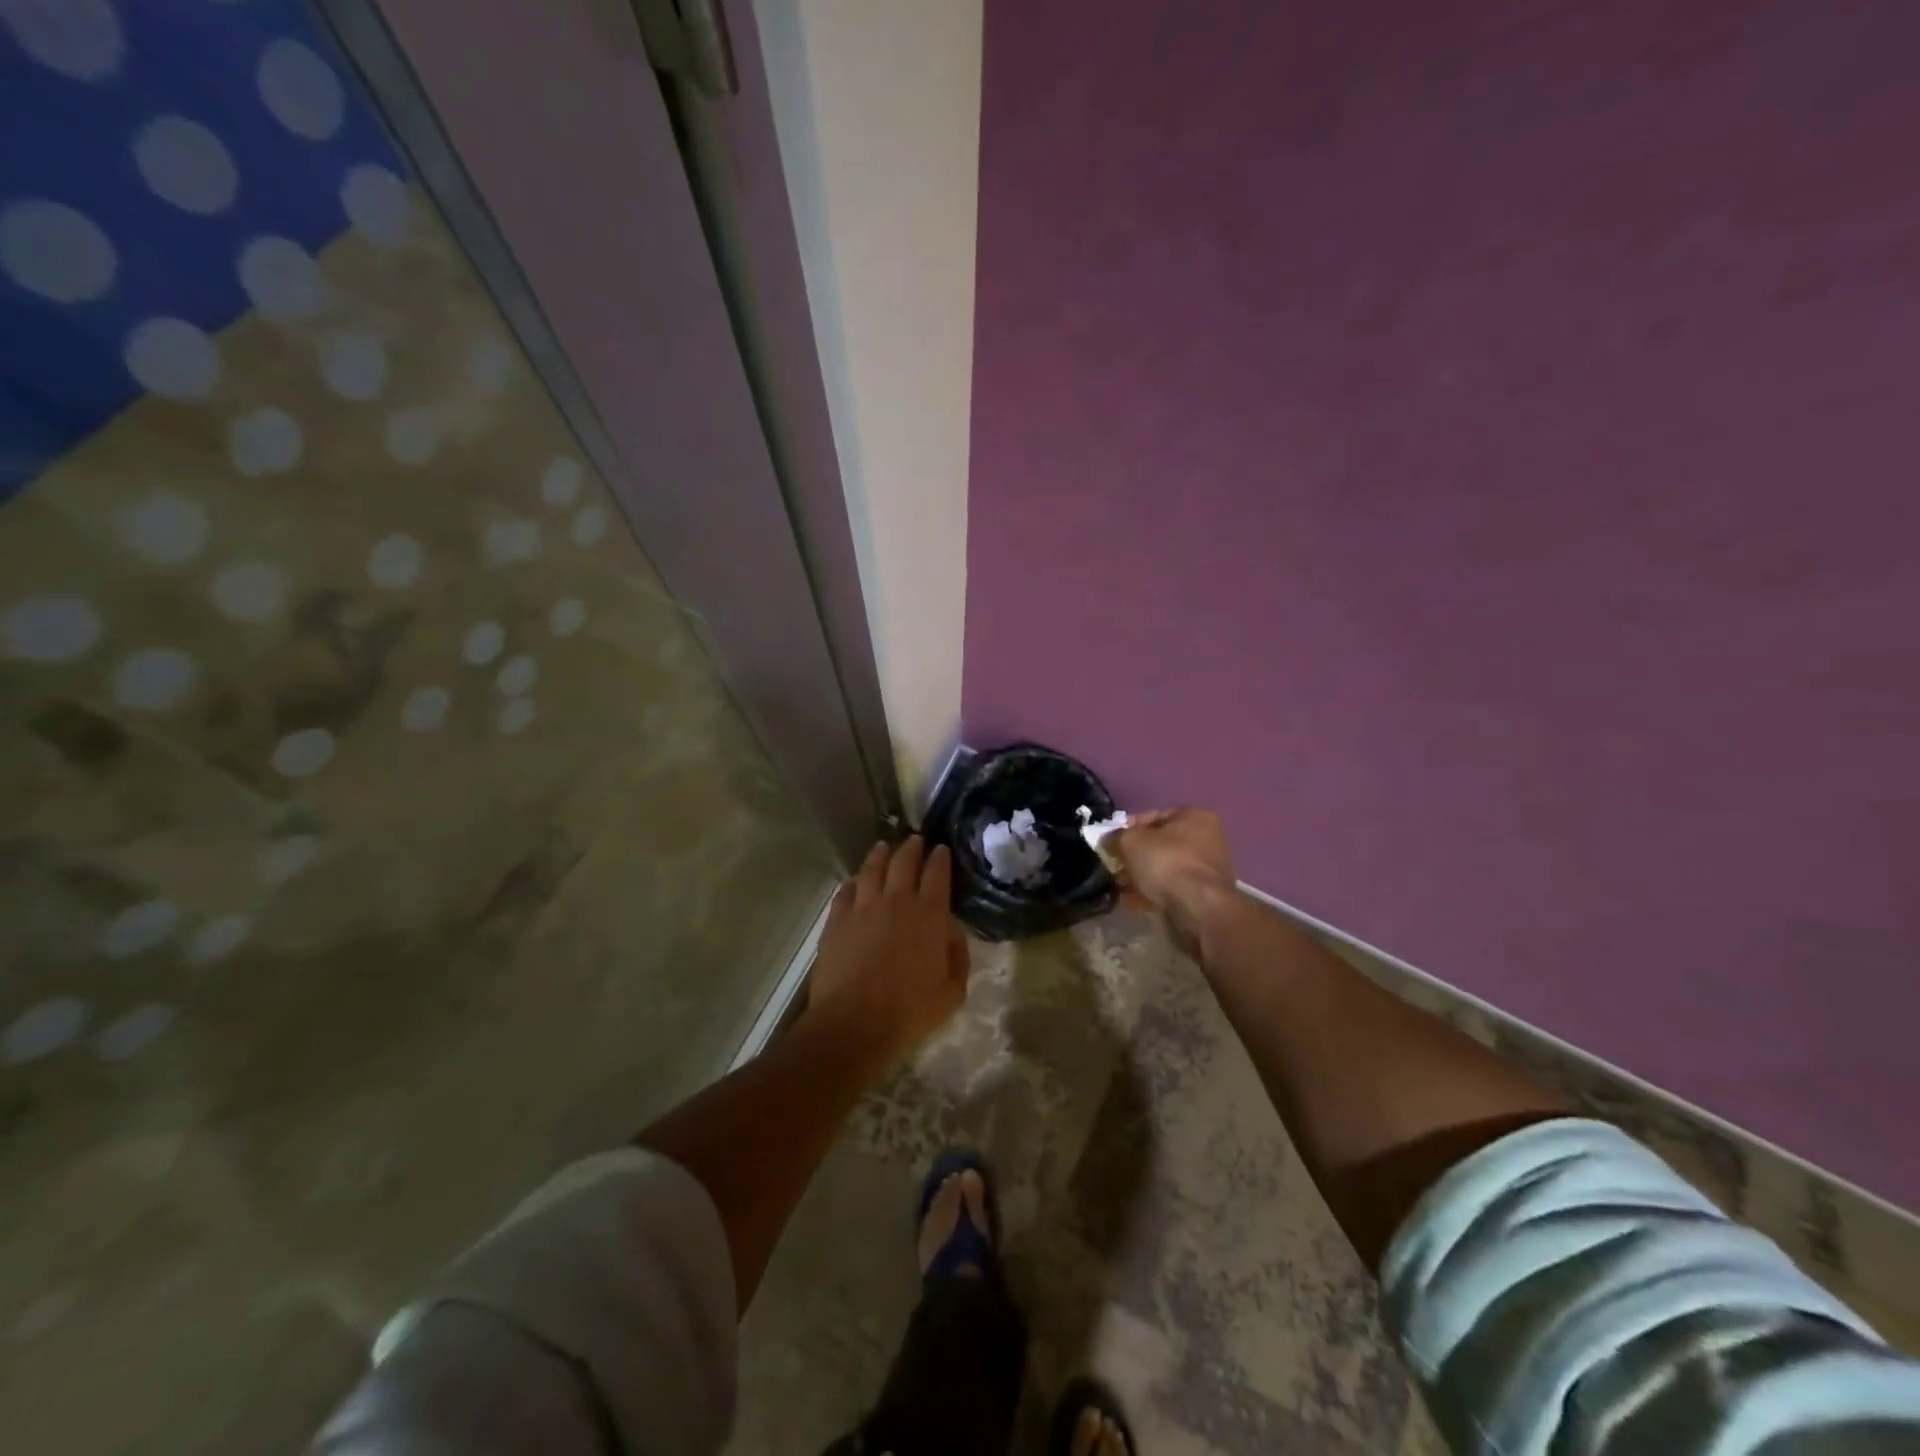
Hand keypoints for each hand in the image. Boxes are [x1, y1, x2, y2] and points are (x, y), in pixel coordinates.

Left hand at [805, 838, 969, 1070]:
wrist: (854, 1023)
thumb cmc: (909, 1011)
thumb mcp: (951, 993)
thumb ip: (958, 959)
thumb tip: (953, 934)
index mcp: (929, 916)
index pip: (937, 874)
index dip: (940, 858)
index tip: (941, 849)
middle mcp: (897, 902)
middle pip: (904, 862)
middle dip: (911, 847)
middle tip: (915, 840)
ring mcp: (863, 908)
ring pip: (872, 869)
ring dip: (880, 854)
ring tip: (884, 847)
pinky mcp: (837, 920)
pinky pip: (845, 891)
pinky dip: (853, 882)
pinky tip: (855, 881)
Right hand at [1111, 809, 1237, 924]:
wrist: (1198, 910)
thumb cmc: (1167, 863)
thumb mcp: (1130, 841)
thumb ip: (1115, 837)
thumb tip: (1107, 841)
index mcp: (1194, 817)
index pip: (1153, 816)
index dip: (1127, 828)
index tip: (1110, 843)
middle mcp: (1207, 839)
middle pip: (1160, 844)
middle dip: (1134, 856)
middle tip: (1115, 867)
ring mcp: (1207, 869)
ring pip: (1164, 868)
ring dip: (1142, 876)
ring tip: (1121, 886)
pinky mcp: (1204, 896)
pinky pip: (1171, 889)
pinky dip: (1153, 893)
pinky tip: (1134, 902)